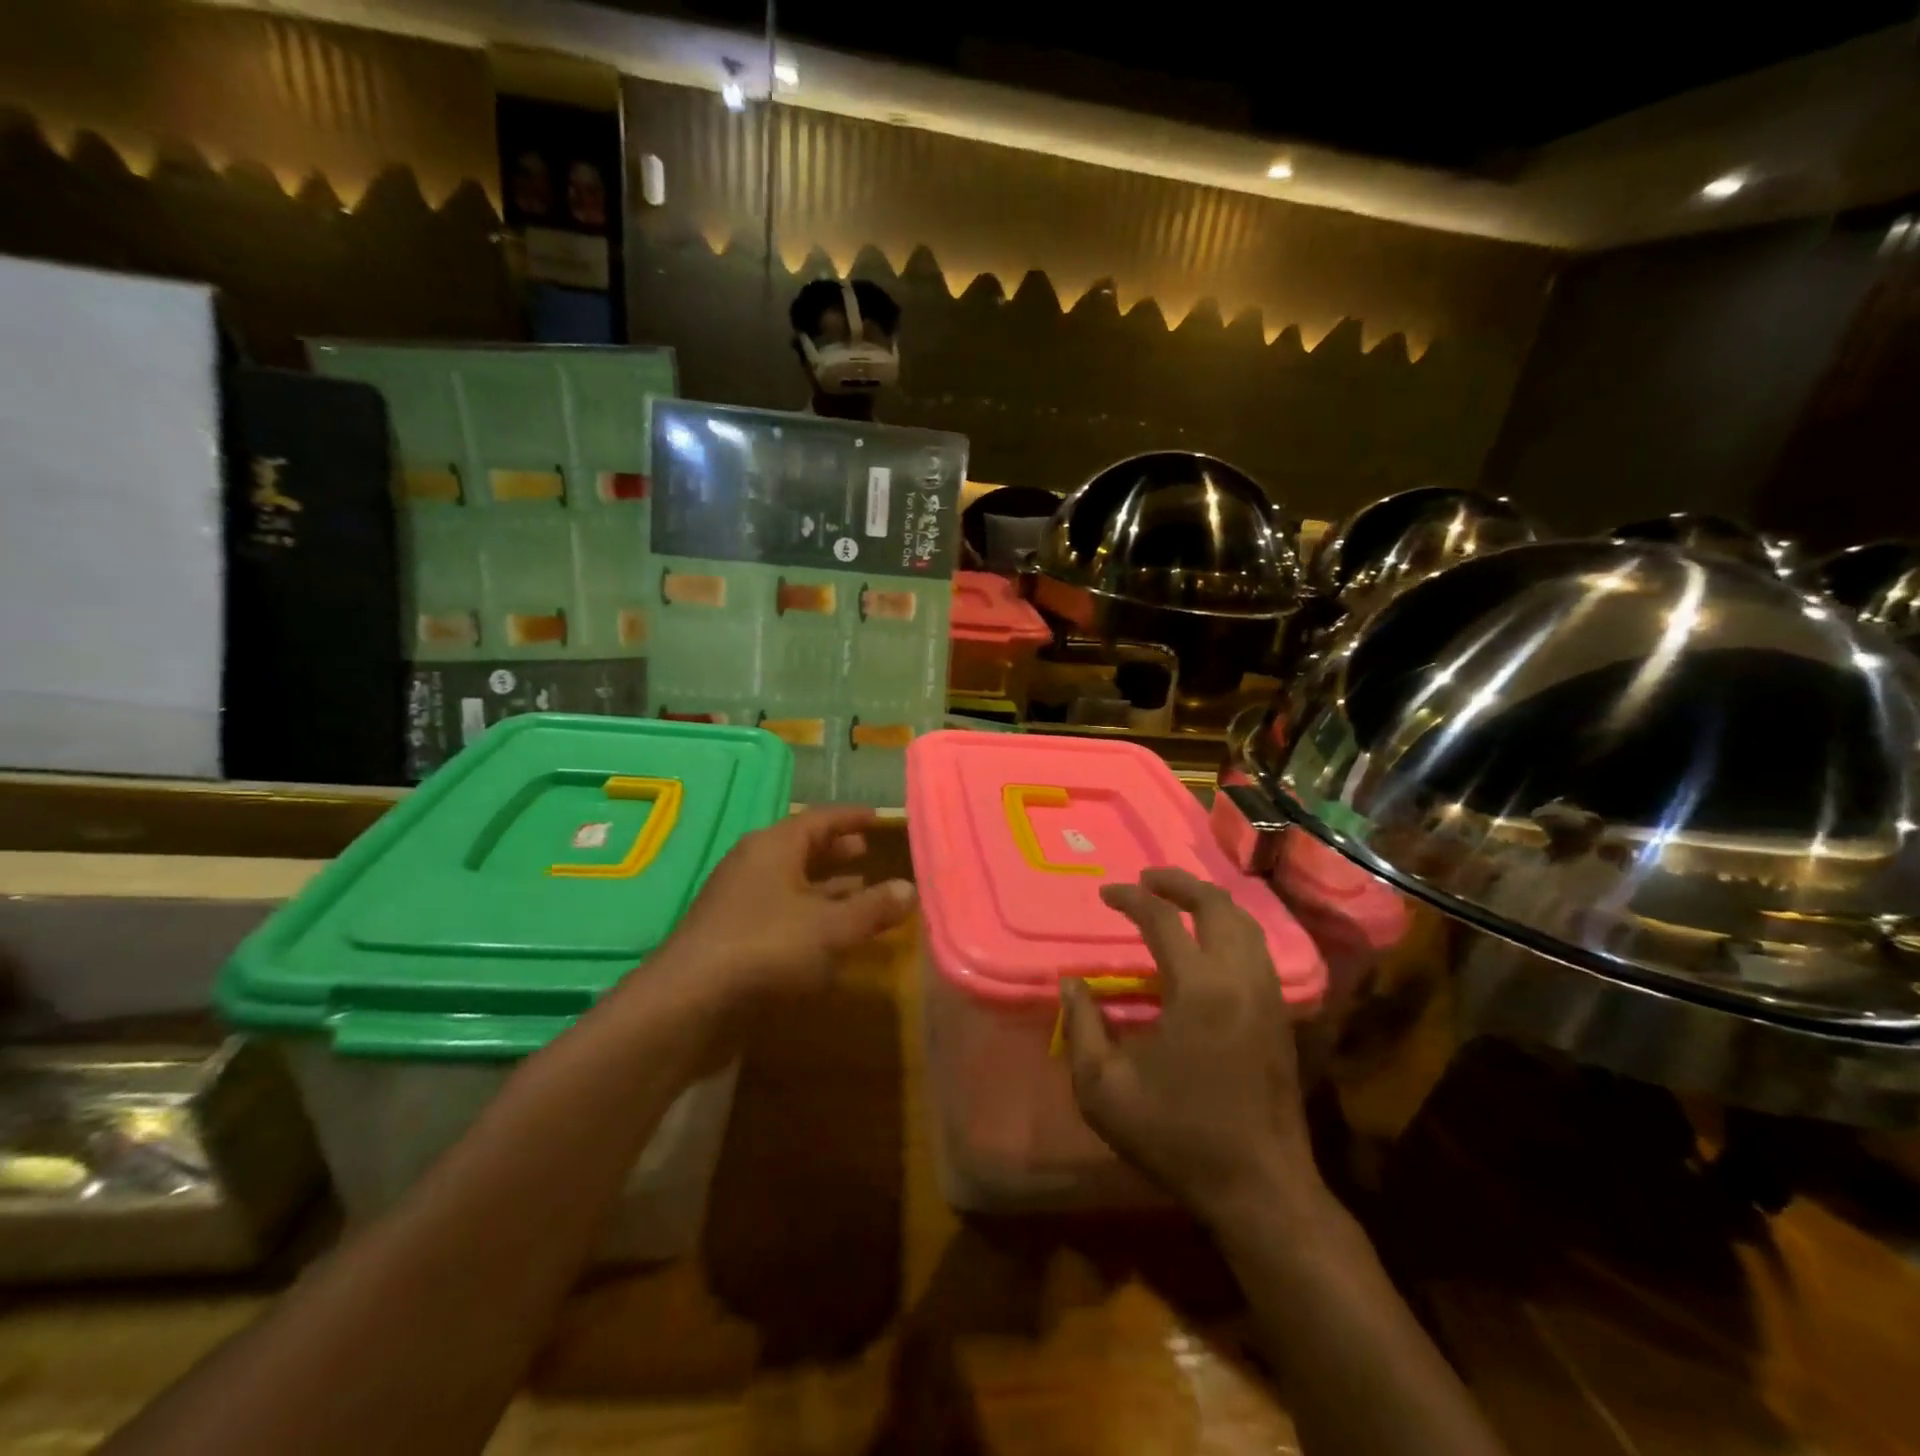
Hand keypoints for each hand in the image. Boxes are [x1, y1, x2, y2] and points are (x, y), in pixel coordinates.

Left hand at [661, 805, 916, 1000]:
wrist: (690, 1004)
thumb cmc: (767, 948)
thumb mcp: (832, 927)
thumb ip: (873, 907)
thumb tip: (909, 888)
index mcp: (774, 847)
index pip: (819, 819)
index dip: (850, 818)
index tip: (877, 818)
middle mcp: (754, 866)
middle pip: (801, 849)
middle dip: (835, 851)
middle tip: (866, 852)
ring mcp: (740, 902)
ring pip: (791, 884)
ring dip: (824, 887)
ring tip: (859, 890)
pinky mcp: (733, 937)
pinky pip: (780, 913)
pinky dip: (808, 917)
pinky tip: (829, 937)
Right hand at [1061, 867, 1321, 1225]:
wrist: (1259, 1187)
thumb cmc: (1177, 1137)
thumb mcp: (1104, 1089)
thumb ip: (1081, 1027)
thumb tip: (1070, 983)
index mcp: (1198, 989)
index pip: (1163, 919)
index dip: (1131, 898)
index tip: (1106, 893)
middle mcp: (1239, 979)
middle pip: (1216, 905)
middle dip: (1179, 882)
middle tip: (1147, 878)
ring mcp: (1267, 994)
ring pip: (1245, 923)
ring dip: (1209, 901)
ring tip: (1177, 900)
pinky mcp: (1280, 1014)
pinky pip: (1258, 949)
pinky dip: (1231, 927)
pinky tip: (1209, 942)